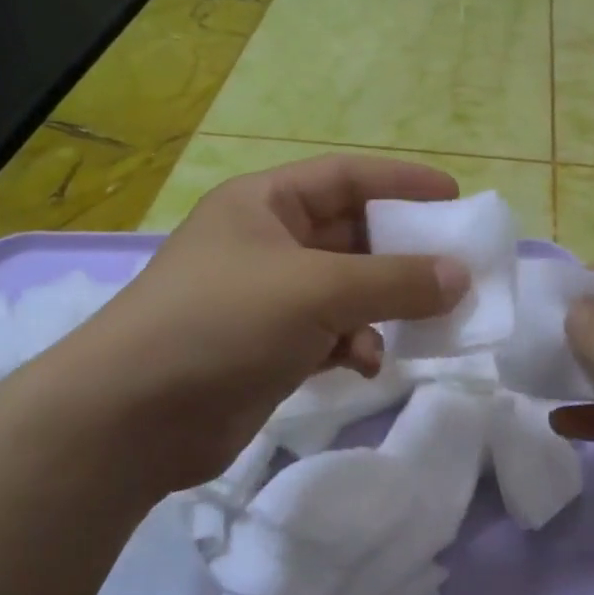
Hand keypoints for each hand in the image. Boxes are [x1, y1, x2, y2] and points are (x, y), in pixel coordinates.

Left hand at [54, 155, 469, 491]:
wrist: (134, 416)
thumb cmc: (223, 323)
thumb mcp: (316, 290)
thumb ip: (394, 281)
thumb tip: (459, 277)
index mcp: (265, 204)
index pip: (346, 177)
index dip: (403, 183)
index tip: (456, 199)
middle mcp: (265, 243)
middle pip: (351, 236)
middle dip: (401, 255)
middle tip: (454, 271)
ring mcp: (265, 299)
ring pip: (345, 290)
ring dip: (381, 306)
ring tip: (420, 324)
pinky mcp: (267, 349)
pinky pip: (329, 334)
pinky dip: (353, 345)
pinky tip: (365, 364)